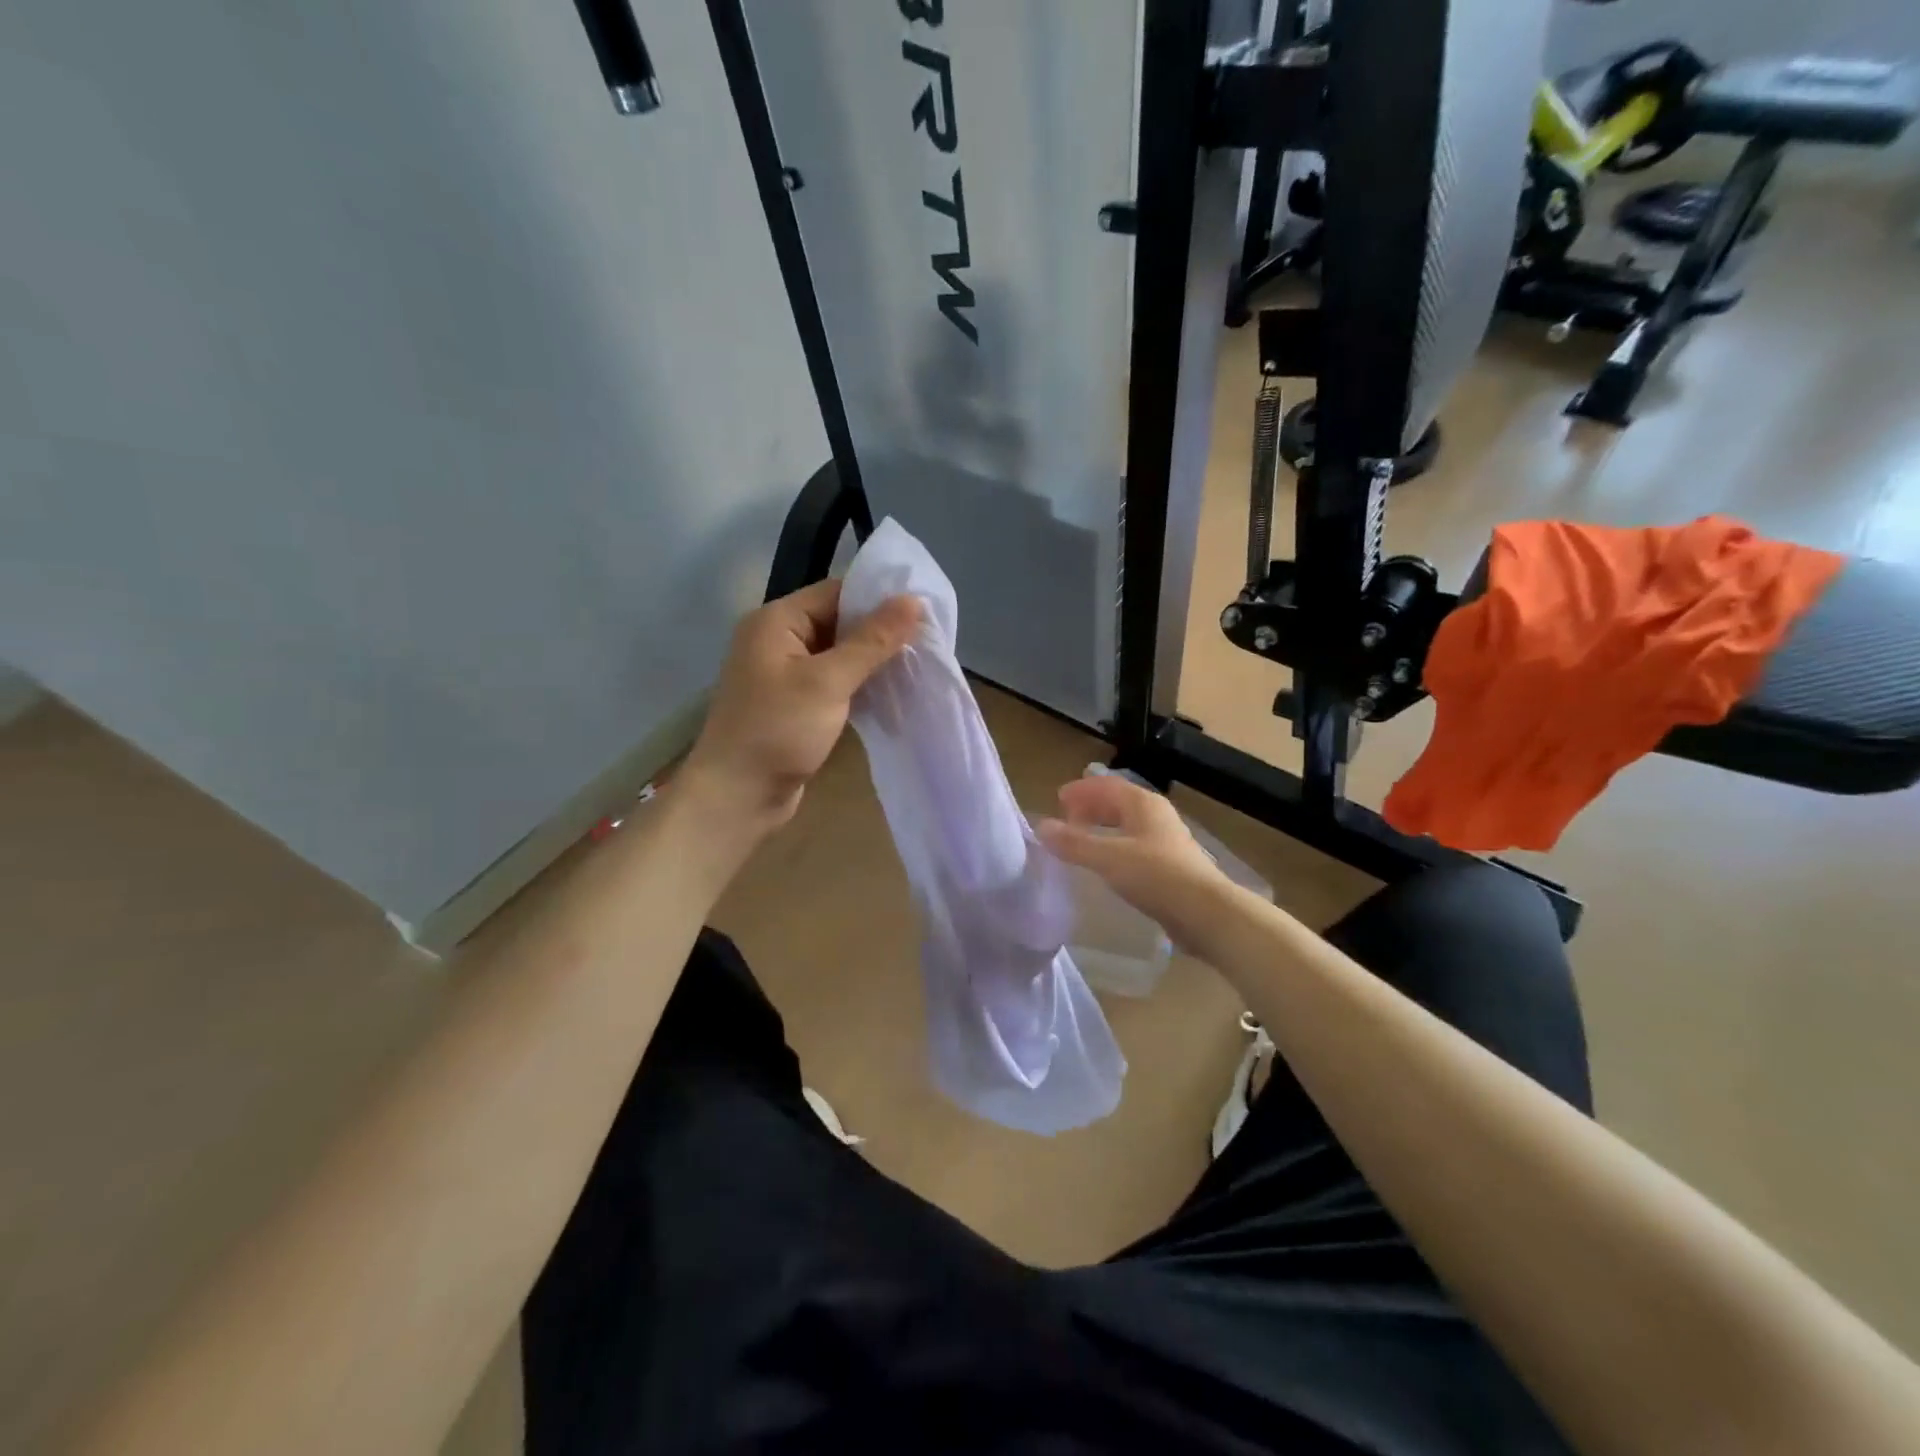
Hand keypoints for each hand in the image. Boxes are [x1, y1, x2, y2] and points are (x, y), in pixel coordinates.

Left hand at [680, 578, 920, 837]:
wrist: (738, 796)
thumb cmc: (779, 730)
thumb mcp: (828, 681)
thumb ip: (872, 640)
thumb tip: (913, 600)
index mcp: (776, 621)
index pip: (836, 592)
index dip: (879, 597)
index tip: (924, 608)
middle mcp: (778, 640)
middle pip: (838, 621)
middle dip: (880, 630)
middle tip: (929, 638)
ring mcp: (785, 674)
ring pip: (839, 654)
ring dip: (873, 660)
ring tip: (918, 663)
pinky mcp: (795, 704)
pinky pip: (833, 682)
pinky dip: (860, 684)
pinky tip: (892, 691)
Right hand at [1037, 775, 1238, 952]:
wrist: (1205, 912)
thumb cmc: (1156, 875)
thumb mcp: (1108, 857)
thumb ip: (1074, 843)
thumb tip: (1041, 827)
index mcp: (1142, 803)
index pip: (1106, 785)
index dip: (1081, 790)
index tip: (1057, 800)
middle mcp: (1156, 815)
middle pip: (1117, 802)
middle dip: (1090, 807)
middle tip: (1066, 821)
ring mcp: (1166, 839)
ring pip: (1127, 824)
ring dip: (1102, 828)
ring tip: (1081, 842)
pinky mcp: (1170, 864)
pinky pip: (1134, 845)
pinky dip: (1114, 846)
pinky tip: (1106, 865)